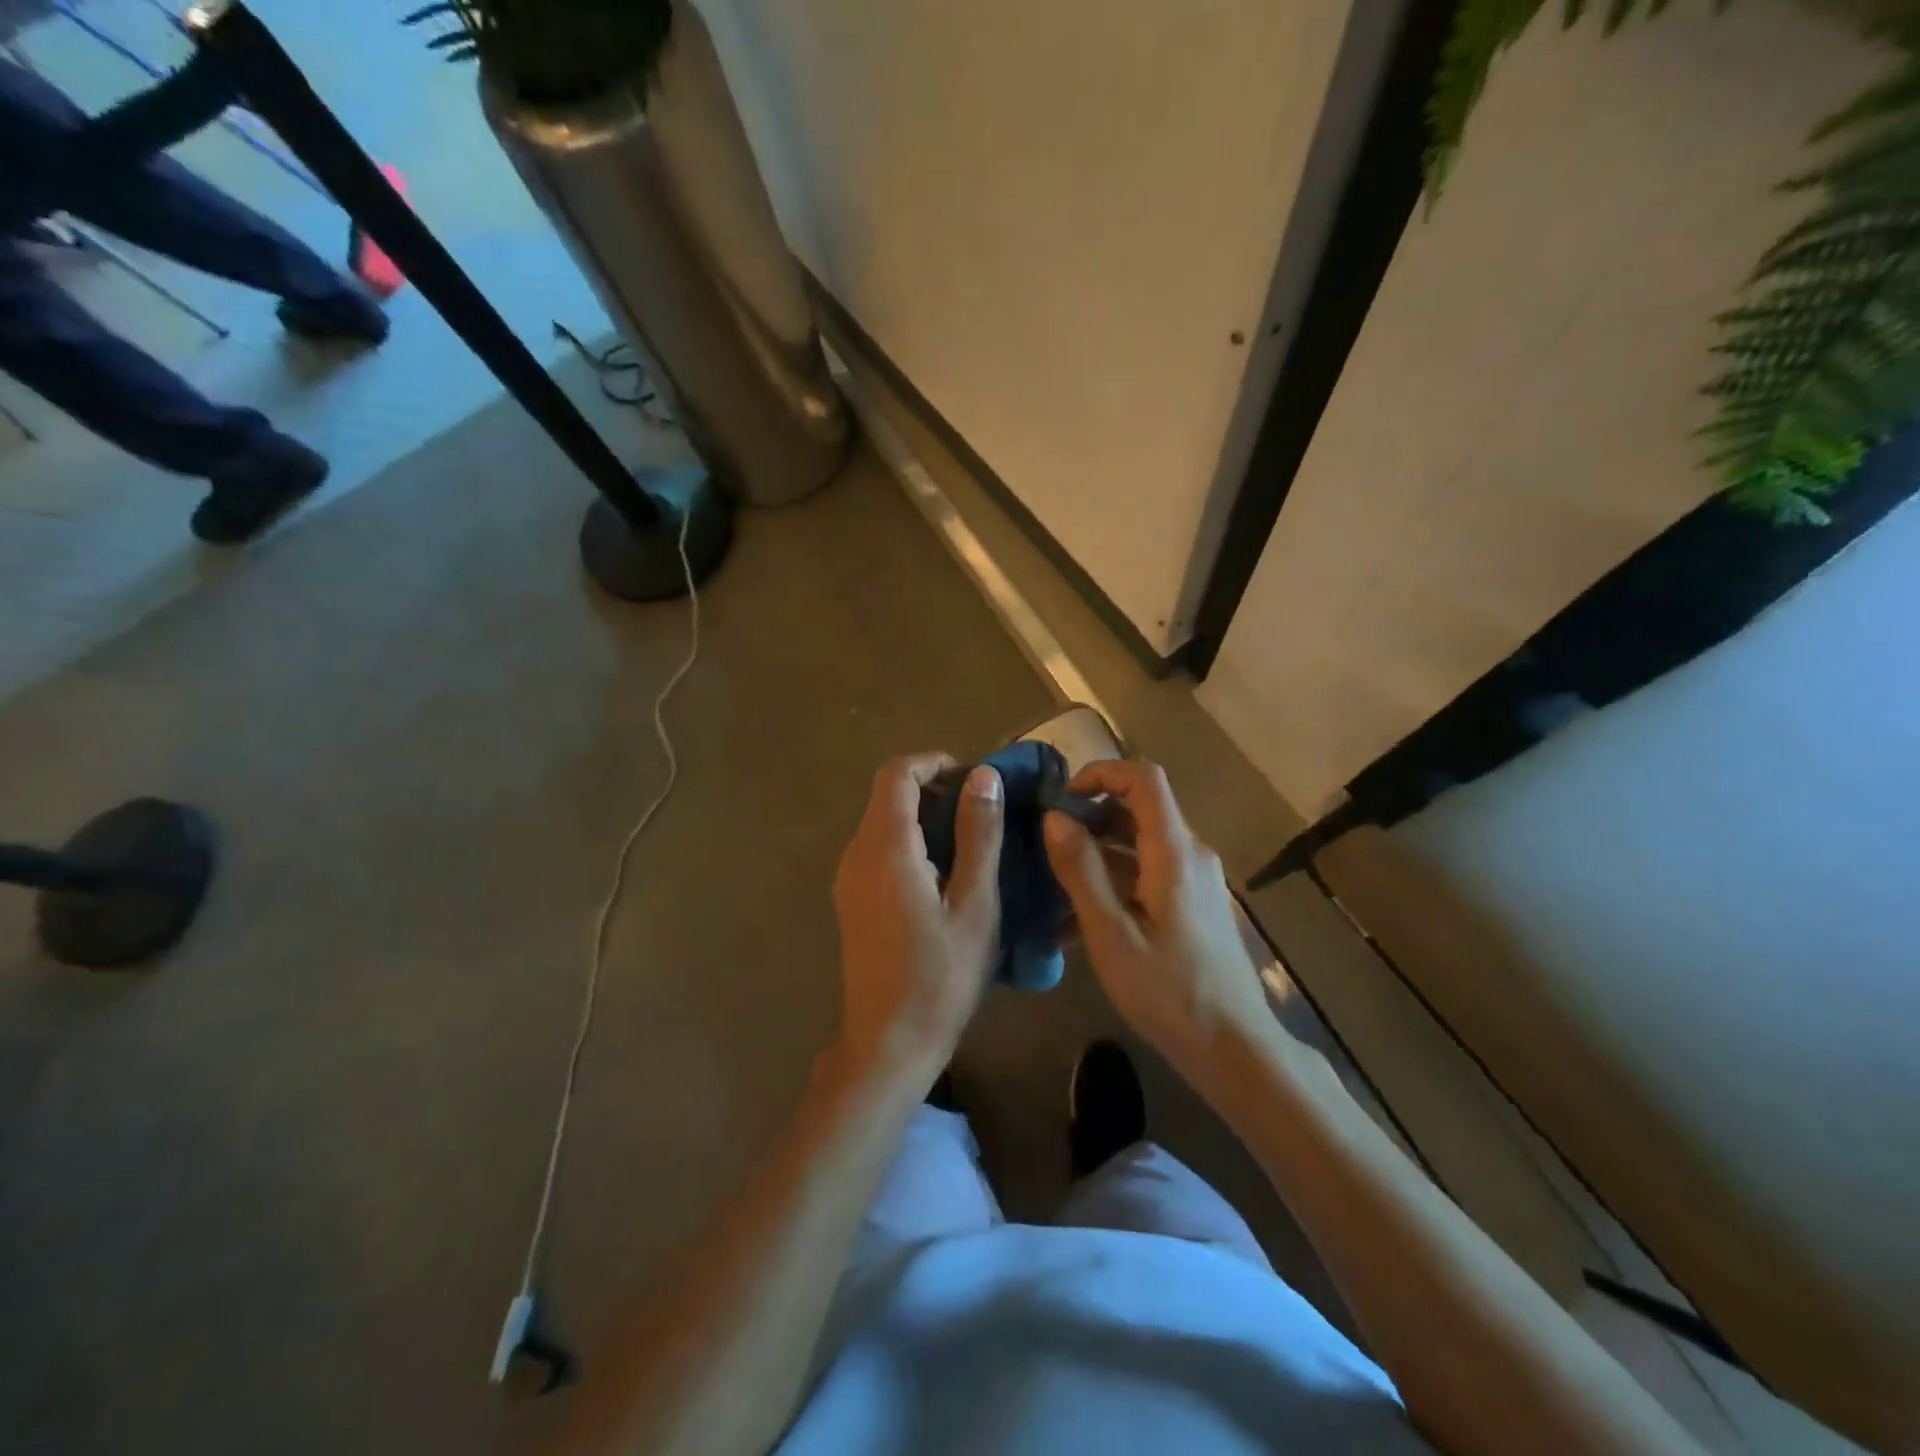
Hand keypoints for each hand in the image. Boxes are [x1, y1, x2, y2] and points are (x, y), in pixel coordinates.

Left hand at [832, 754, 1004, 1076]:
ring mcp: (848, 878)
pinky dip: (910, 842)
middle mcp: (856, 853)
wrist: (888, 1043)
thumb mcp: (975, 903)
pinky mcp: (851, 899)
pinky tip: (944, 875)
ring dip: (924, 817)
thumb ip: (978, 834)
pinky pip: (878, 849)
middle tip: (983, 813)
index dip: (935, 763)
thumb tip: (982, 775)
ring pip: (883, 822)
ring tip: (971, 842)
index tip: (974, 780)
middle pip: (888, 795)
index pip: (897, 773)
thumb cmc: (940, 975)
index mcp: (885, 847)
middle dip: (934, 789)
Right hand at [1044, 760, 1269, 1078]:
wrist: (1235, 1049)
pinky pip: (1150, 874)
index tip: (1062, 798)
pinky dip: (1115, 882)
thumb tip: (1055, 818)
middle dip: (1091, 817)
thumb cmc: (1170, 993)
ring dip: (1098, 854)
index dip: (1101, 773)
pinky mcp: (1195, 904)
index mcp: (1175, 853)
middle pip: (1140, 809)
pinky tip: (1080, 921)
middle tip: (1048, 844)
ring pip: (1141, 844)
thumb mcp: (1111, 935)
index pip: (1144, 778)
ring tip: (1054, 886)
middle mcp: (1192, 855)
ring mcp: (1197, 880)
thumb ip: (1081, 871)